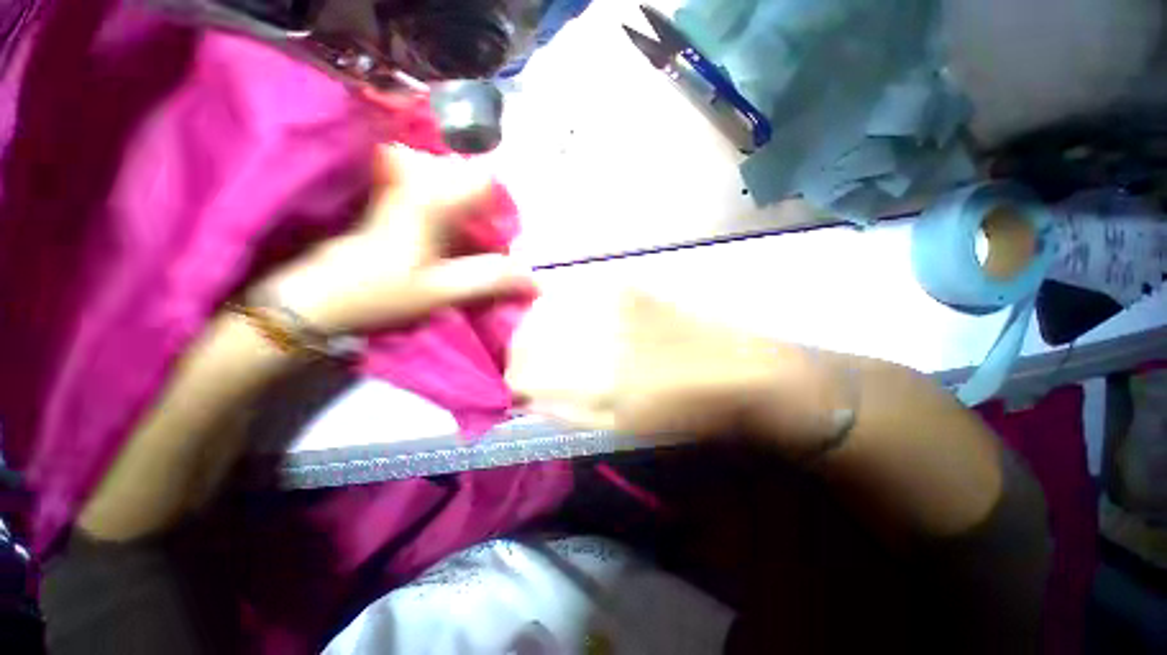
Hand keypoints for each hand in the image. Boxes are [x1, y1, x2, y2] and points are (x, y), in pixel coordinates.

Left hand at [260, 146, 532, 333]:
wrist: (318, 300)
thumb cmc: (380, 294)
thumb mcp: (442, 292)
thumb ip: (490, 281)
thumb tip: (535, 281)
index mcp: (430, 202)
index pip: (484, 181)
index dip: (505, 207)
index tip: (509, 237)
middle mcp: (418, 190)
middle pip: (472, 186)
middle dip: (493, 217)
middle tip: (496, 248)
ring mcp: (405, 199)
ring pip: (455, 196)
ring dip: (476, 222)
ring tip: (480, 252)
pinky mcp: (398, 213)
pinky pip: (439, 208)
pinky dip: (458, 226)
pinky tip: (457, 250)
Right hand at [506, 287, 853, 452]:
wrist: (735, 368)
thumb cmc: (680, 409)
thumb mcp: (617, 425)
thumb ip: (563, 407)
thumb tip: (524, 394)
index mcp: (593, 375)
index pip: (522, 373)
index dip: (512, 383)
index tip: (515, 391)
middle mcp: (593, 328)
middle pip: (526, 336)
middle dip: (519, 356)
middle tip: (527, 370)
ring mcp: (606, 298)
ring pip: (542, 311)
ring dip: (534, 331)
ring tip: (546, 347)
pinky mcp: (620, 283)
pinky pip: (569, 293)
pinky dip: (557, 310)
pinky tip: (569, 323)